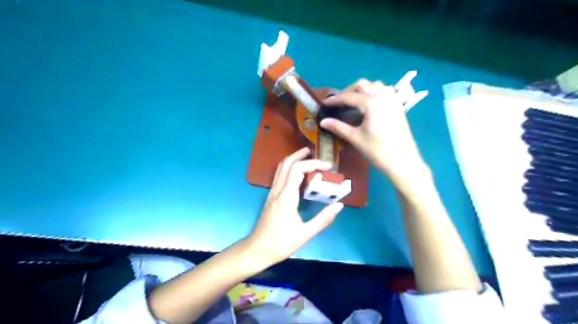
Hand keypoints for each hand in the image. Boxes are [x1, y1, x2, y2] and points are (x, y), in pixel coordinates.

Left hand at [247, 148, 342, 266]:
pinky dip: (289, 169)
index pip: (298, 169)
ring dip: (293, 159)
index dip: (314, 163)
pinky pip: (279, 176)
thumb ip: (323, 218)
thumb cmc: (281, 243)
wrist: (257, 249)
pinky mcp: (271, 197)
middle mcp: (278, 190)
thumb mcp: (305, 233)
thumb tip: (339, 205)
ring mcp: (272, 192)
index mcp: (287, 196)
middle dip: (300, 155)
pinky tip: (298, 174)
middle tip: (314, 152)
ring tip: (307, 157)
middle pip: (286, 163)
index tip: (328, 167)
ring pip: (280, 168)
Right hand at [318, 78, 425, 179]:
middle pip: (363, 84)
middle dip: (349, 91)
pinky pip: (385, 92)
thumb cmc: (377, 150)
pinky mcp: (398, 107)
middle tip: (340, 102)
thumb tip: (323, 121)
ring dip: (363, 90)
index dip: (335, 99)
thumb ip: (338, 127)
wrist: (403, 162)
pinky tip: (369, 106)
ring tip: (354, 102)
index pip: (349, 96)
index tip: (325, 103)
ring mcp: (393, 100)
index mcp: (371, 103)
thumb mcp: (355, 138)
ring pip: (375, 85)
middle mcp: (383, 96)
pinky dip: (374, 93)